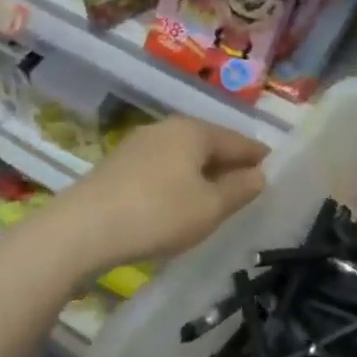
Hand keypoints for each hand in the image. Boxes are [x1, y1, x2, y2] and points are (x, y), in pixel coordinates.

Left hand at [41, 117, 268, 275]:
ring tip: (215, 197)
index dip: (258, 157)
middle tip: (247, 187)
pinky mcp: (118, 164)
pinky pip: (162, 167)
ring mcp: (139, 143)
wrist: (82, 229)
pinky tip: (178, 201)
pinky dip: (178, 180)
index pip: (238, 141)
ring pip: (184, 155)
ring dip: (202, 173)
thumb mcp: (210, 208)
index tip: (273, 169)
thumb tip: (259, 174)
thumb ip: (240, 189)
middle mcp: (168, 127)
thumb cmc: (158, 214)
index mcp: (195, 130)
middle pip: (209, 144)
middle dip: (229, 163)